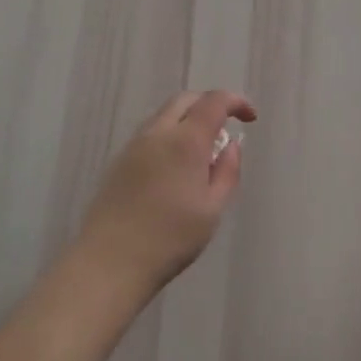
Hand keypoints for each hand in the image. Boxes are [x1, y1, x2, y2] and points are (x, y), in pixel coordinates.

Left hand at [73, 89, 257, 296]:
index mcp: (185, 141)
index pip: (214, 101)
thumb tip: (232, 145)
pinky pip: (150, 133)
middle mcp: (157, 133)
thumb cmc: (170, 238)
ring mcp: (134, 145)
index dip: (236, 101)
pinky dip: (170, 135)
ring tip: (203, 152)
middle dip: (210, 104)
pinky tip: (176, 167)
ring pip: (164, 115)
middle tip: (226, 128)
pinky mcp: (119, 161)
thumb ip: (227, 171)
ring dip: (188, 119)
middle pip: (185, 100)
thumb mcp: (212, 209)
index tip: (250, 118)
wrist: (110, 261)